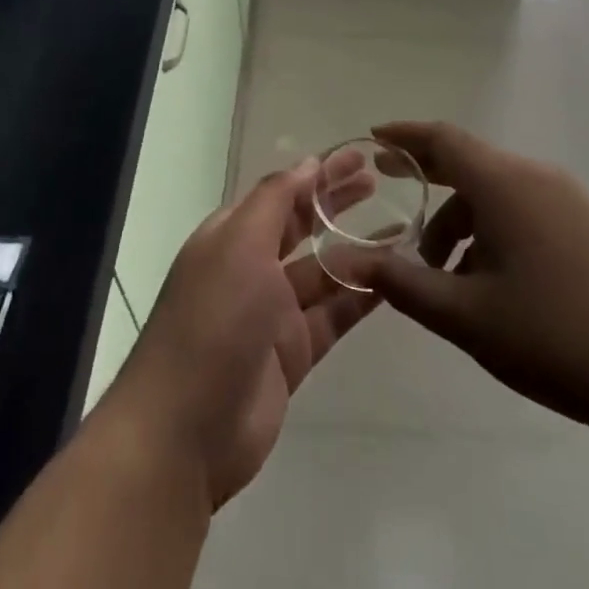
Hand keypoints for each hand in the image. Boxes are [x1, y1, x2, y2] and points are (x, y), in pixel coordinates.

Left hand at [94, 159, 378, 510]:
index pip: (281, 193)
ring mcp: (272, 314)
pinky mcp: (293, 355)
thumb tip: (308, 163)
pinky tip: (393, 280)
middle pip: (302, 227)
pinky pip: (333, 316)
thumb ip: (276, 200)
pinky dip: (360, 297)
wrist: (186, 431)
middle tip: (380, 183)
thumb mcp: (240, 243)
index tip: (359, 158)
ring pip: (323, 272)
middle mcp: (251, 268)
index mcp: (231, 236)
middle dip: (336, 204)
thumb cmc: (212, 319)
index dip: (317, 174)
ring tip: (402, 229)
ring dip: (358, 251)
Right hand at [357, 121, 588, 447]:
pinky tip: (492, 283)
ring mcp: (569, 200)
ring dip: (462, 221)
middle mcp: (536, 177)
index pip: (443, 138)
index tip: (374, 139)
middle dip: (429, 181)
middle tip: (395, 198)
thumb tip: (357, 262)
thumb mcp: (466, 316)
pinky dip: (494, 231)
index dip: (405, 136)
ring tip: (444, 276)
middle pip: (470, 165)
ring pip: (498, 193)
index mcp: (503, 183)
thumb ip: (405, 285)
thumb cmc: (555, 336)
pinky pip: (526, 210)